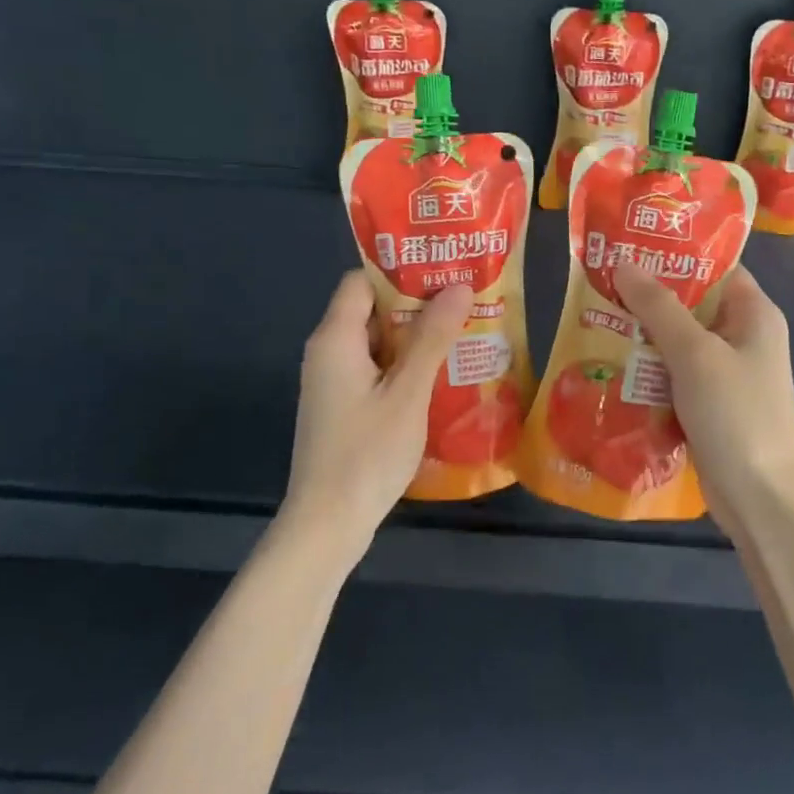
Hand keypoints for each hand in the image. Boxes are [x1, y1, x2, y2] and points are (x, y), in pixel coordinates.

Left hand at [281, 271, 473, 562]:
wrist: (327, 524)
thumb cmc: (366, 453)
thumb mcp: (407, 392)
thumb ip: (432, 338)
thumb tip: (460, 286)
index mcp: (336, 338)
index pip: (362, 281)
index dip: (401, 271)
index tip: (444, 268)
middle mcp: (328, 352)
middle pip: (372, 309)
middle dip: (418, 303)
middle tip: (466, 299)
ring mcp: (334, 382)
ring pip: (378, 342)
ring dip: (416, 336)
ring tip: (464, 330)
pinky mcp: (343, 406)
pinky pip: (376, 369)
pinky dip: (405, 365)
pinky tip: (442, 373)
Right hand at [615, 263, 793, 527]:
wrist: (759, 497)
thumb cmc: (735, 413)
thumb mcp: (694, 353)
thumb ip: (658, 306)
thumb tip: (624, 260)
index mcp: (754, 313)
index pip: (715, 267)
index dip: (674, 253)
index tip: (629, 244)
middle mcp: (743, 336)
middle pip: (692, 302)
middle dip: (648, 295)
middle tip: (600, 281)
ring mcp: (727, 372)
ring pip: (678, 340)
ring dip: (643, 334)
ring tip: (595, 316)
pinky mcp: (709, 402)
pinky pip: (675, 372)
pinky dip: (649, 367)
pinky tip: (612, 362)